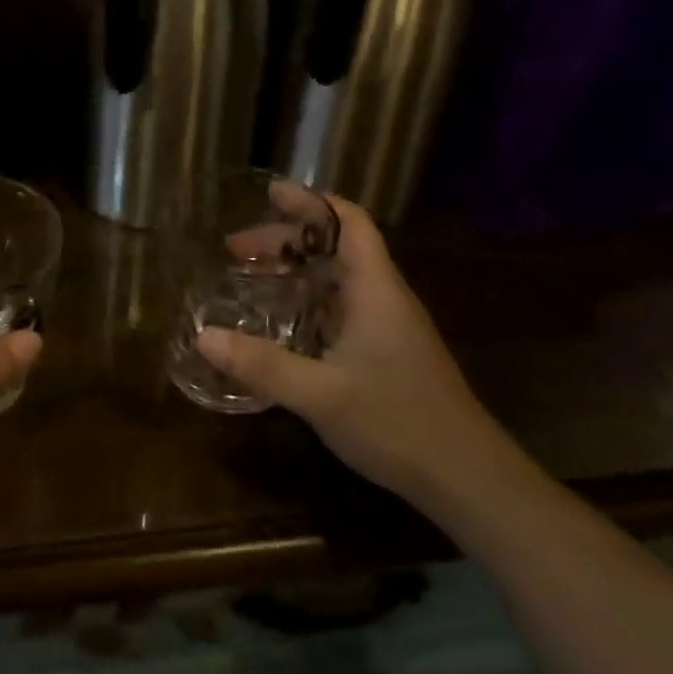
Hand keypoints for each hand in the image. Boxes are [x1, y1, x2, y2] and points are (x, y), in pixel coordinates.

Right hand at [197, 195, 500, 498]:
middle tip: (235, 250)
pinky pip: (339, 309)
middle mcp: (382, 297)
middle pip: (334, 247)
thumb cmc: (398, 423)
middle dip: (285, 241)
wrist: (468, 479)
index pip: (348, 222)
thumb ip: (261, 365)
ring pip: (337, 279)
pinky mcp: (386, 352)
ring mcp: (387, 326)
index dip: (310, 202)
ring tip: (249, 279)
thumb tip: (203, 336)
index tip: (268, 194)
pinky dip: (306, 302)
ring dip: (295, 271)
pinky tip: (281, 325)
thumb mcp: (320, 395)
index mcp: (375, 289)